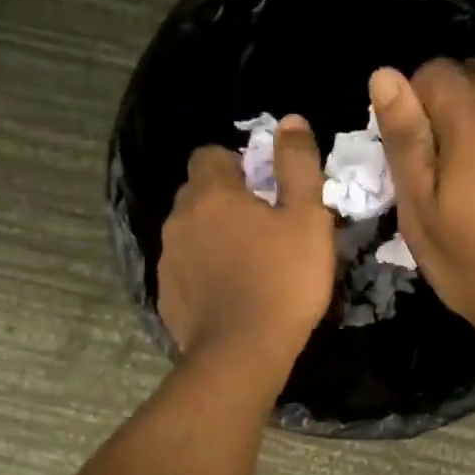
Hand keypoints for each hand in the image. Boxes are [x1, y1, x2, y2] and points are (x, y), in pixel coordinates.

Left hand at [157, 115, 335, 373]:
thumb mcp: (306, 219)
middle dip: (224, 203)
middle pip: (197, 195)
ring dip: (213, 240)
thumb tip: (291, 121)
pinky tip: (230, 297)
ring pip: (190, 235)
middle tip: (262, 230)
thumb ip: (298, 166)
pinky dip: (203, 275)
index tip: (263, 190)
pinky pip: (186, 272)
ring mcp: (168, 260)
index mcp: (211, 193)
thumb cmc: (283, 280)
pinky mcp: (167, 297)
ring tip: (247, 266)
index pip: (210, 155)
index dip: (236, 165)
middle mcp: (179, 219)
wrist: (243, 353)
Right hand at [372, 60, 474, 357]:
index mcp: (474, 125)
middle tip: (438, 158)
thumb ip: (405, 140)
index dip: (413, 98)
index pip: (437, 71)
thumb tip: (385, 75)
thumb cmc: (471, 265)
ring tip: (474, 179)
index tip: (409, 141)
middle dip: (450, 102)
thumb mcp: (421, 212)